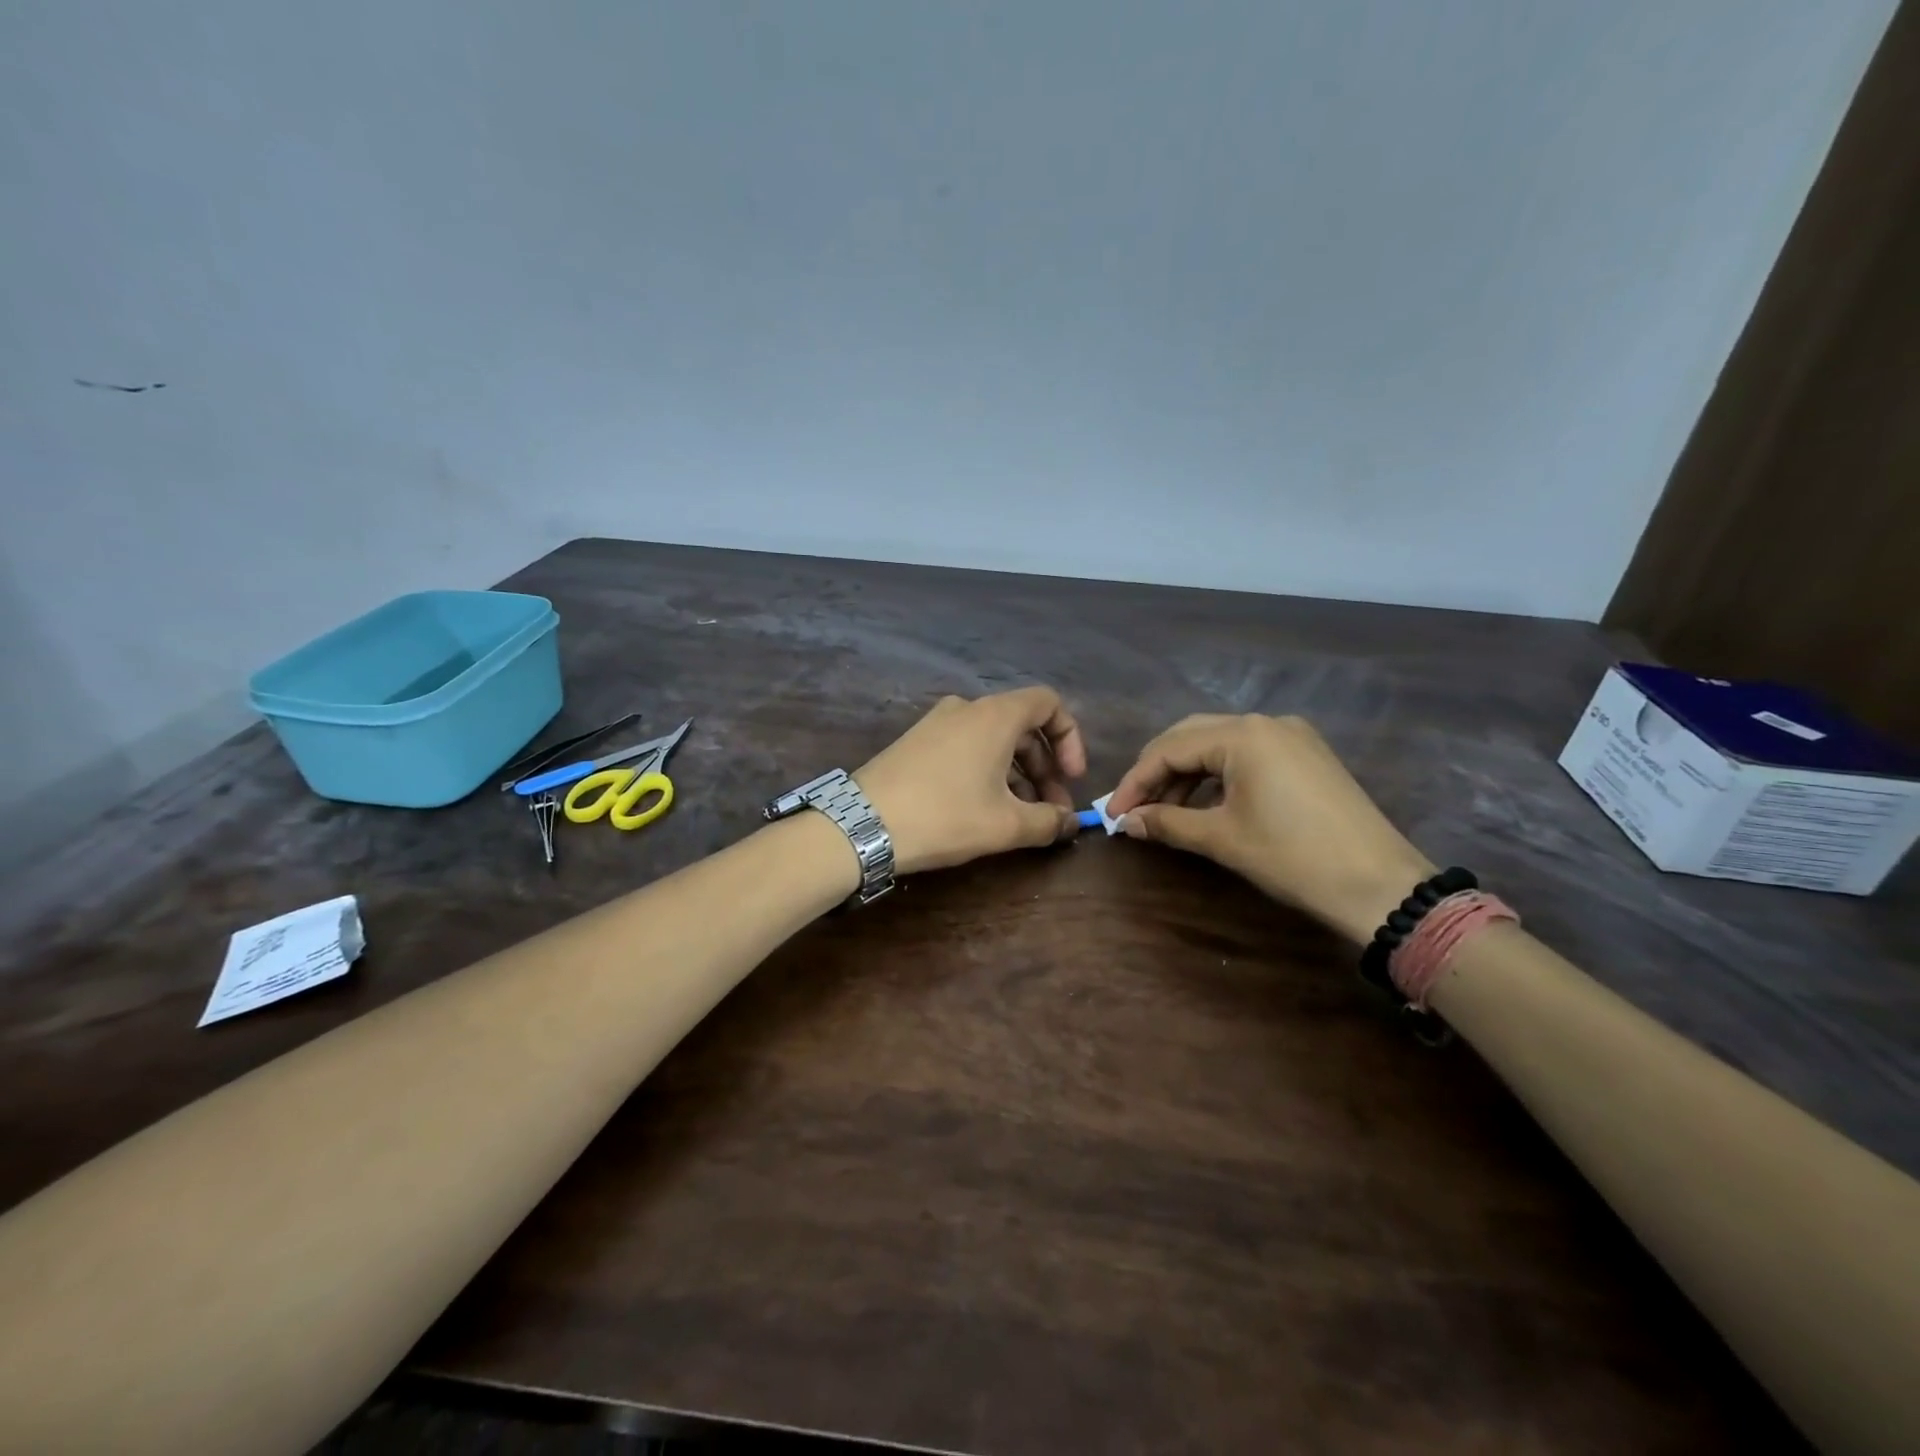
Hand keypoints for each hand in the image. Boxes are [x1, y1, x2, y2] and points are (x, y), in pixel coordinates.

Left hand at [855, 687, 1086, 874]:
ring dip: (1017, 775)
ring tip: (1021, 818)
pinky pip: (966, 748)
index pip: (1049, 703)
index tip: (1072, 778)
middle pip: (1022, 727)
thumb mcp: (1005, 825)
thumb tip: (1070, 823)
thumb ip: (1048, 822)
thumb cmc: (944, 816)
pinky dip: (987, 772)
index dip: (1070, 738)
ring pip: (993, 741)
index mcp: (995, 715)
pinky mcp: (916, 742)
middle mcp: (967, 708)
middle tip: (1051, 811)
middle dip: (1045, 768)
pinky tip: (985, 810)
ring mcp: (937, 723)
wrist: (862, 825)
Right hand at [1105, 714, 1434, 943]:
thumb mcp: (1222, 839)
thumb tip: (1126, 822)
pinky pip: (1248, 753)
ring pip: (1219, 743)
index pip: (1169, 748)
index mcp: (1243, 735)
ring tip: (1166, 812)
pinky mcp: (1307, 754)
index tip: (1113, 813)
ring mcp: (1292, 736)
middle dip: (1158, 771)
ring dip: (1187, 774)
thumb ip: (1167, 823)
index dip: (1135, 781)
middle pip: (1191, 736)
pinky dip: (1218, 775)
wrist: (1380, 885)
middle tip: (1134, 808)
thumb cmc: (1293, 857)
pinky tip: (1206, 803)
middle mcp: (1266, 723)